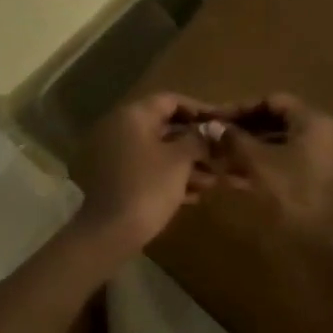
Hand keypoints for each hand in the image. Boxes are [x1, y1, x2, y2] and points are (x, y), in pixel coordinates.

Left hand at [71, 92, 220, 255]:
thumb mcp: (179, 160)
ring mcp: (116, 153)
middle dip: (195, 142)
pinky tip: (193, 196)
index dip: (199, 109)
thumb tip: (211, 128)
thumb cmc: (148, 187)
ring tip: (213, 181)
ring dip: (186, 163)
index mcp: (134, 116)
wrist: (110, 232)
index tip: (221, 121)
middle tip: (221, 155)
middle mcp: (121, 128)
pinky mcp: (116, 177)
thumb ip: (198, 139)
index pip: (170, 100)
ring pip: (158, 150)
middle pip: (165, 126)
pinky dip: (169, 177)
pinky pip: (147, 168)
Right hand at [217, 94, 332, 245]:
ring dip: (254, 145)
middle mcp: (326, 133)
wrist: (327, 248)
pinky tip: (243, 172)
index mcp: (315, 121)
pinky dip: (268, 161)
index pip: (272, 101)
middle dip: (246, 127)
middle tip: (218, 135)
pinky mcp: (325, 178)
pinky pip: (292, 159)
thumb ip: (233, 139)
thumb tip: (211, 124)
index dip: (240, 108)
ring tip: (225, 154)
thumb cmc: (292, 196)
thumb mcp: (257, 163)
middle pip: (279, 120)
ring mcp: (329, 157)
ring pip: (284, 141)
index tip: (215, 118)